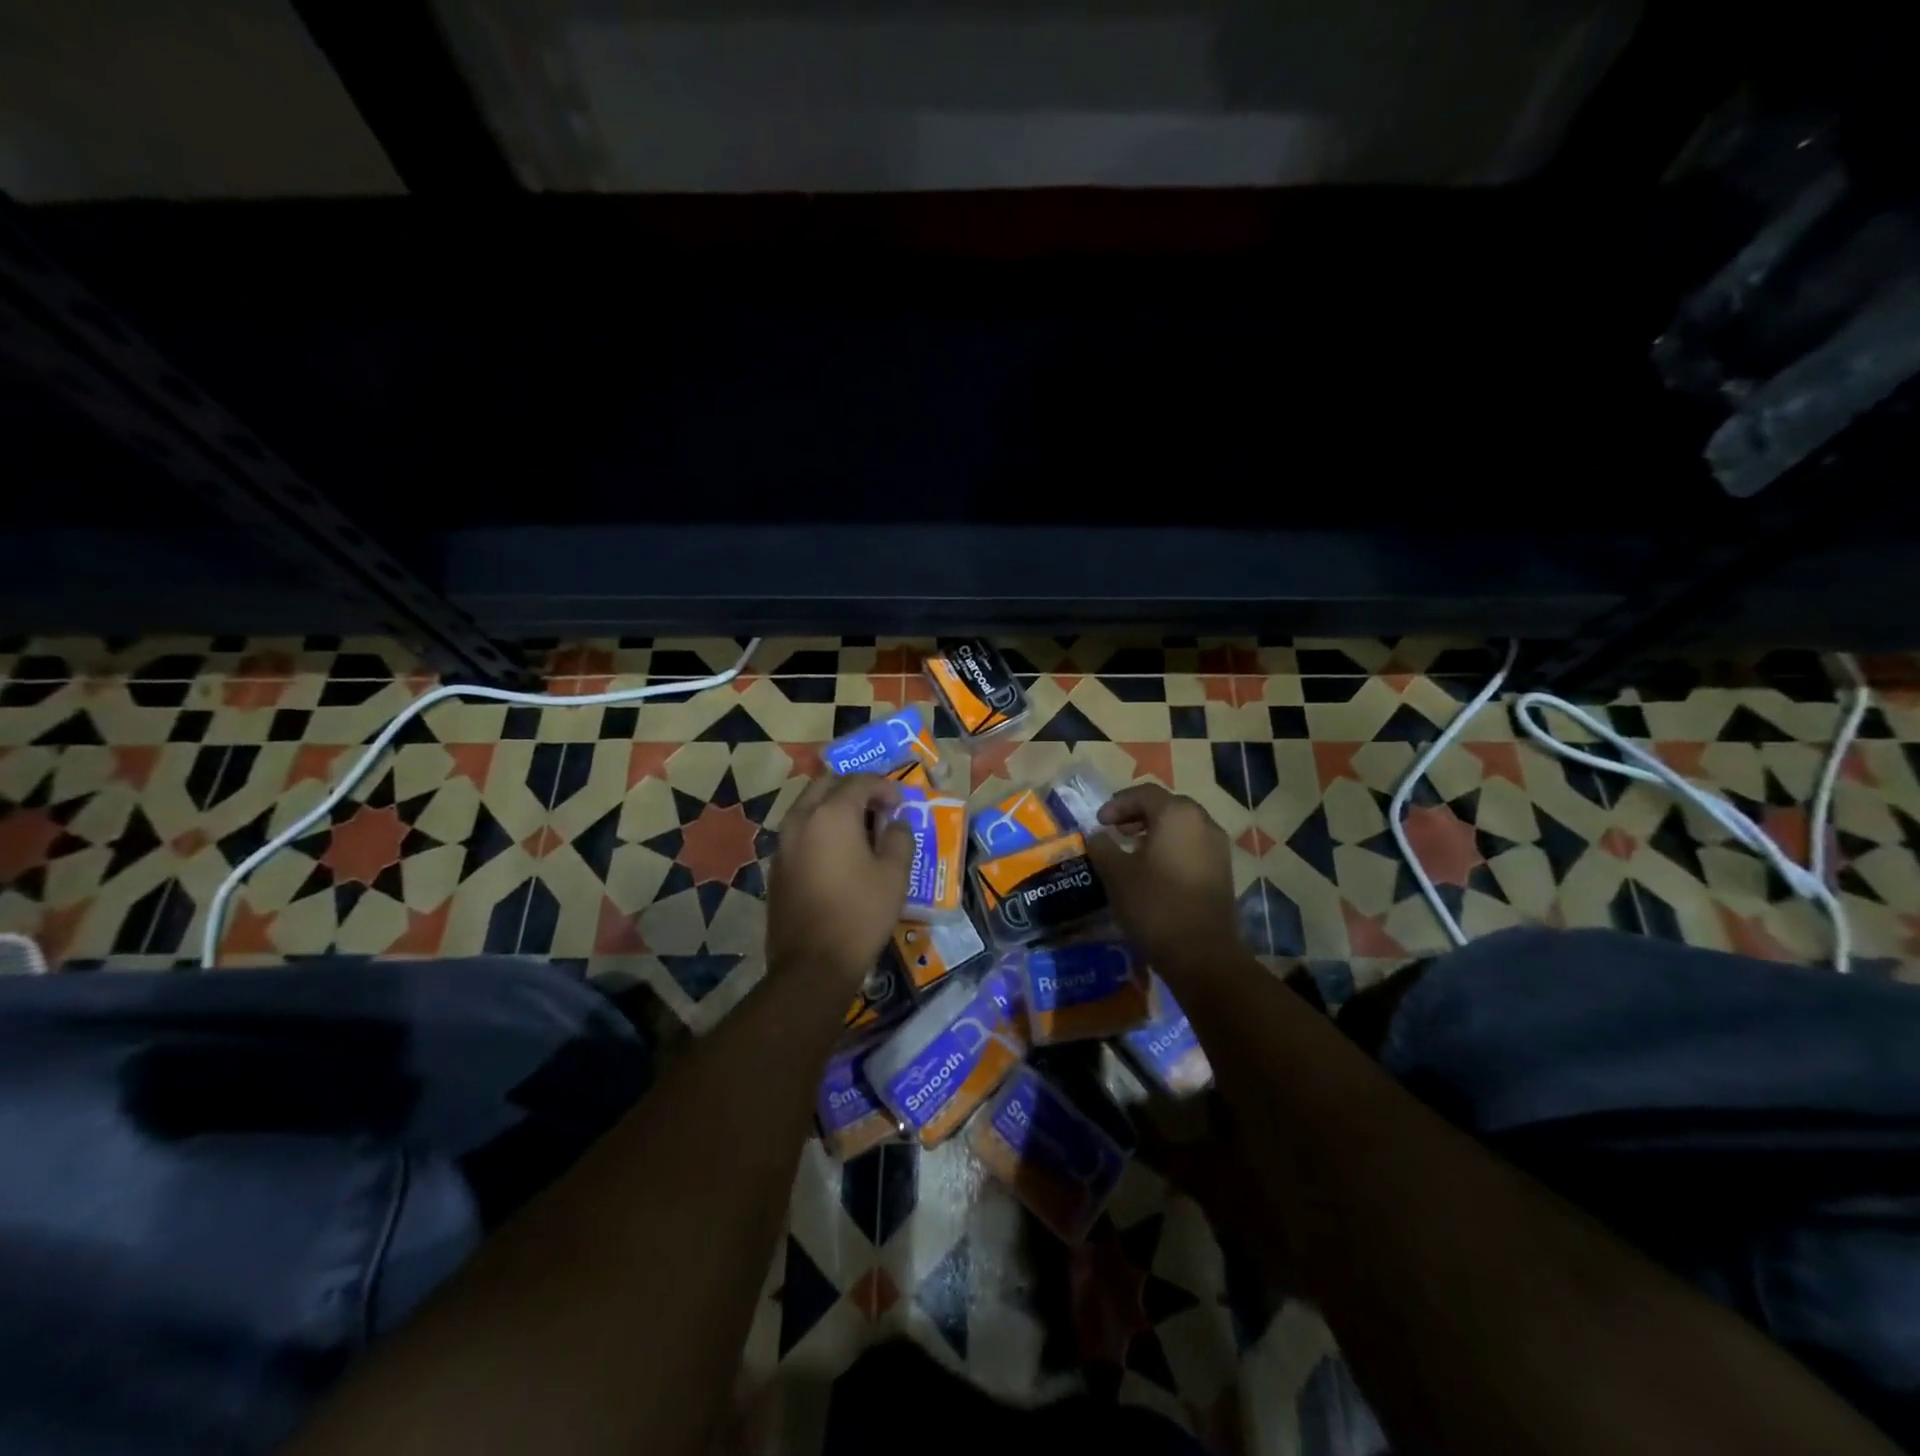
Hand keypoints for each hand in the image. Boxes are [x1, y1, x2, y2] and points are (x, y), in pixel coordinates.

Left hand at [767, 773, 913, 986]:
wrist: (812, 964)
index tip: (901, 802)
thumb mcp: (894, 874)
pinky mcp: (777, 867)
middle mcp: (802, 819)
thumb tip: (895, 823)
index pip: (860, 781)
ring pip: (808, 807)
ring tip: (859, 828)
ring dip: (833, 807)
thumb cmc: (860, 913)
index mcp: (832, 814)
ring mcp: (783, 843)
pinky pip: (799, 832)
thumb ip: (899, 838)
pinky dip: (819, 829)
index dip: (885, 786)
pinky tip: (837, 853)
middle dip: (854, 789)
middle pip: (827, 785)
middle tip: (877, 806)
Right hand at [1086, 783, 1239, 969]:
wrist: (1202, 953)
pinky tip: (1155, 871)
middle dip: (1138, 815)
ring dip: (1155, 832)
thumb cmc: (1154, 904)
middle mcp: (1203, 822)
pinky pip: (1193, 847)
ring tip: (1133, 851)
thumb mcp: (1116, 874)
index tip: (1099, 822)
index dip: (1117, 804)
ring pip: (1182, 827)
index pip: (1144, 794)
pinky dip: (1172, 849)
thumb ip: (1103, 847)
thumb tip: (1097, 835)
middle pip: (1167, 806)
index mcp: (1177, 815)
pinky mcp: (1223, 871)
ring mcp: (1218, 847)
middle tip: (1116, 831)